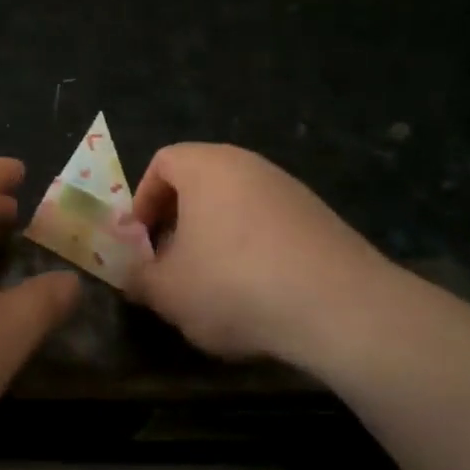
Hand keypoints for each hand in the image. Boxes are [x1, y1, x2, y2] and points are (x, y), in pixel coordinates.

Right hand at [126, 143, 406, 367]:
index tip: (140, 242)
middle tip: (169, 266)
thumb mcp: (166, 291)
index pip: (162, 162)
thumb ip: (137, 278)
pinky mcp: (321, 219)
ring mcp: (291, 190)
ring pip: (236, 207)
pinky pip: (269, 228)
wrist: (339, 307)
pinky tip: (257, 295)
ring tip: (211, 287)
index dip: (142, 201)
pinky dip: (253, 252)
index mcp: (207, 166)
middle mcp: (250, 166)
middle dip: (177, 224)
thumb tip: (131, 275)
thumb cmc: (233, 285)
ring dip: (215, 241)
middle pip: (200, 184)